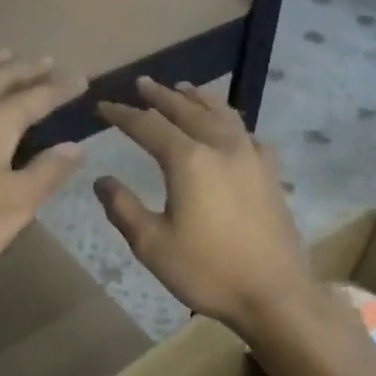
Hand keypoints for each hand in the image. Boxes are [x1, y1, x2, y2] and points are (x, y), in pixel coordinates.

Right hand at [95, 78, 318, 333]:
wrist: (274, 292)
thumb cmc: (207, 270)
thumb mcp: (152, 245)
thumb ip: (123, 208)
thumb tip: (102, 180)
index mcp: (188, 160)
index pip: (147, 126)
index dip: (122, 114)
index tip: (102, 106)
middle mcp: (221, 147)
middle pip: (186, 109)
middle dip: (161, 96)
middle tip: (142, 83)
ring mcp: (251, 156)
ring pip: (221, 113)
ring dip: (198, 98)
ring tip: (184, 88)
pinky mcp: (269, 172)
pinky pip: (246, 132)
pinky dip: (229, 120)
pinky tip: (228, 127)